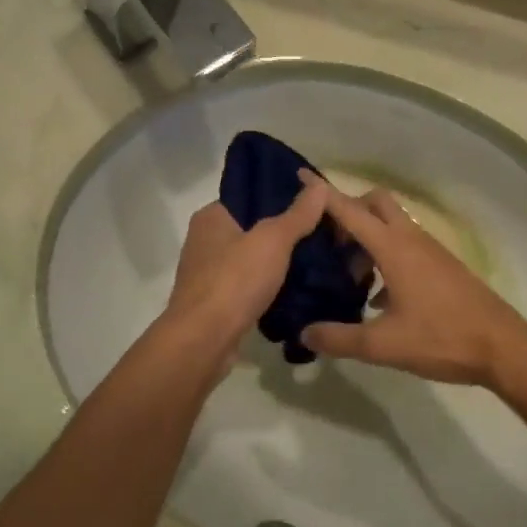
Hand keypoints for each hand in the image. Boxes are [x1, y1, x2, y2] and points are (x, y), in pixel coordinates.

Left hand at [162, 180, 329, 376]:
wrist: (204, 340)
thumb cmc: (234, 280)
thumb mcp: (273, 240)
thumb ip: (297, 214)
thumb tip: (319, 185)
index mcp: (211, 217)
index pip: (249, 197)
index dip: (281, 198)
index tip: (313, 204)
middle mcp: (205, 242)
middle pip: (253, 229)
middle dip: (285, 233)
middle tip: (322, 234)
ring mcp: (208, 275)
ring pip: (252, 260)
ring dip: (278, 263)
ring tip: (317, 261)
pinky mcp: (217, 304)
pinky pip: (249, 287)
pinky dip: (269, 288)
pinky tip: (297, 290)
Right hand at [298, 174, 526, 385]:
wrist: (502, 347)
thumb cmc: (441, 338)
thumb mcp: (383, 345)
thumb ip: (339, 338)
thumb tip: (305, 333)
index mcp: (393, 248)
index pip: (350, 211)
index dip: (323, 194)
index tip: (300, 175)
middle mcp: (411, 239)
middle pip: (376, 203)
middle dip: (349, 210)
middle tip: (328, 240)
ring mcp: (430, 250)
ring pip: (392, 225)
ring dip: (367, 237)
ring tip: (347, 275)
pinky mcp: (442, 265)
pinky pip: (405, 246)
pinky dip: (385, 256)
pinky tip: (376, 298)